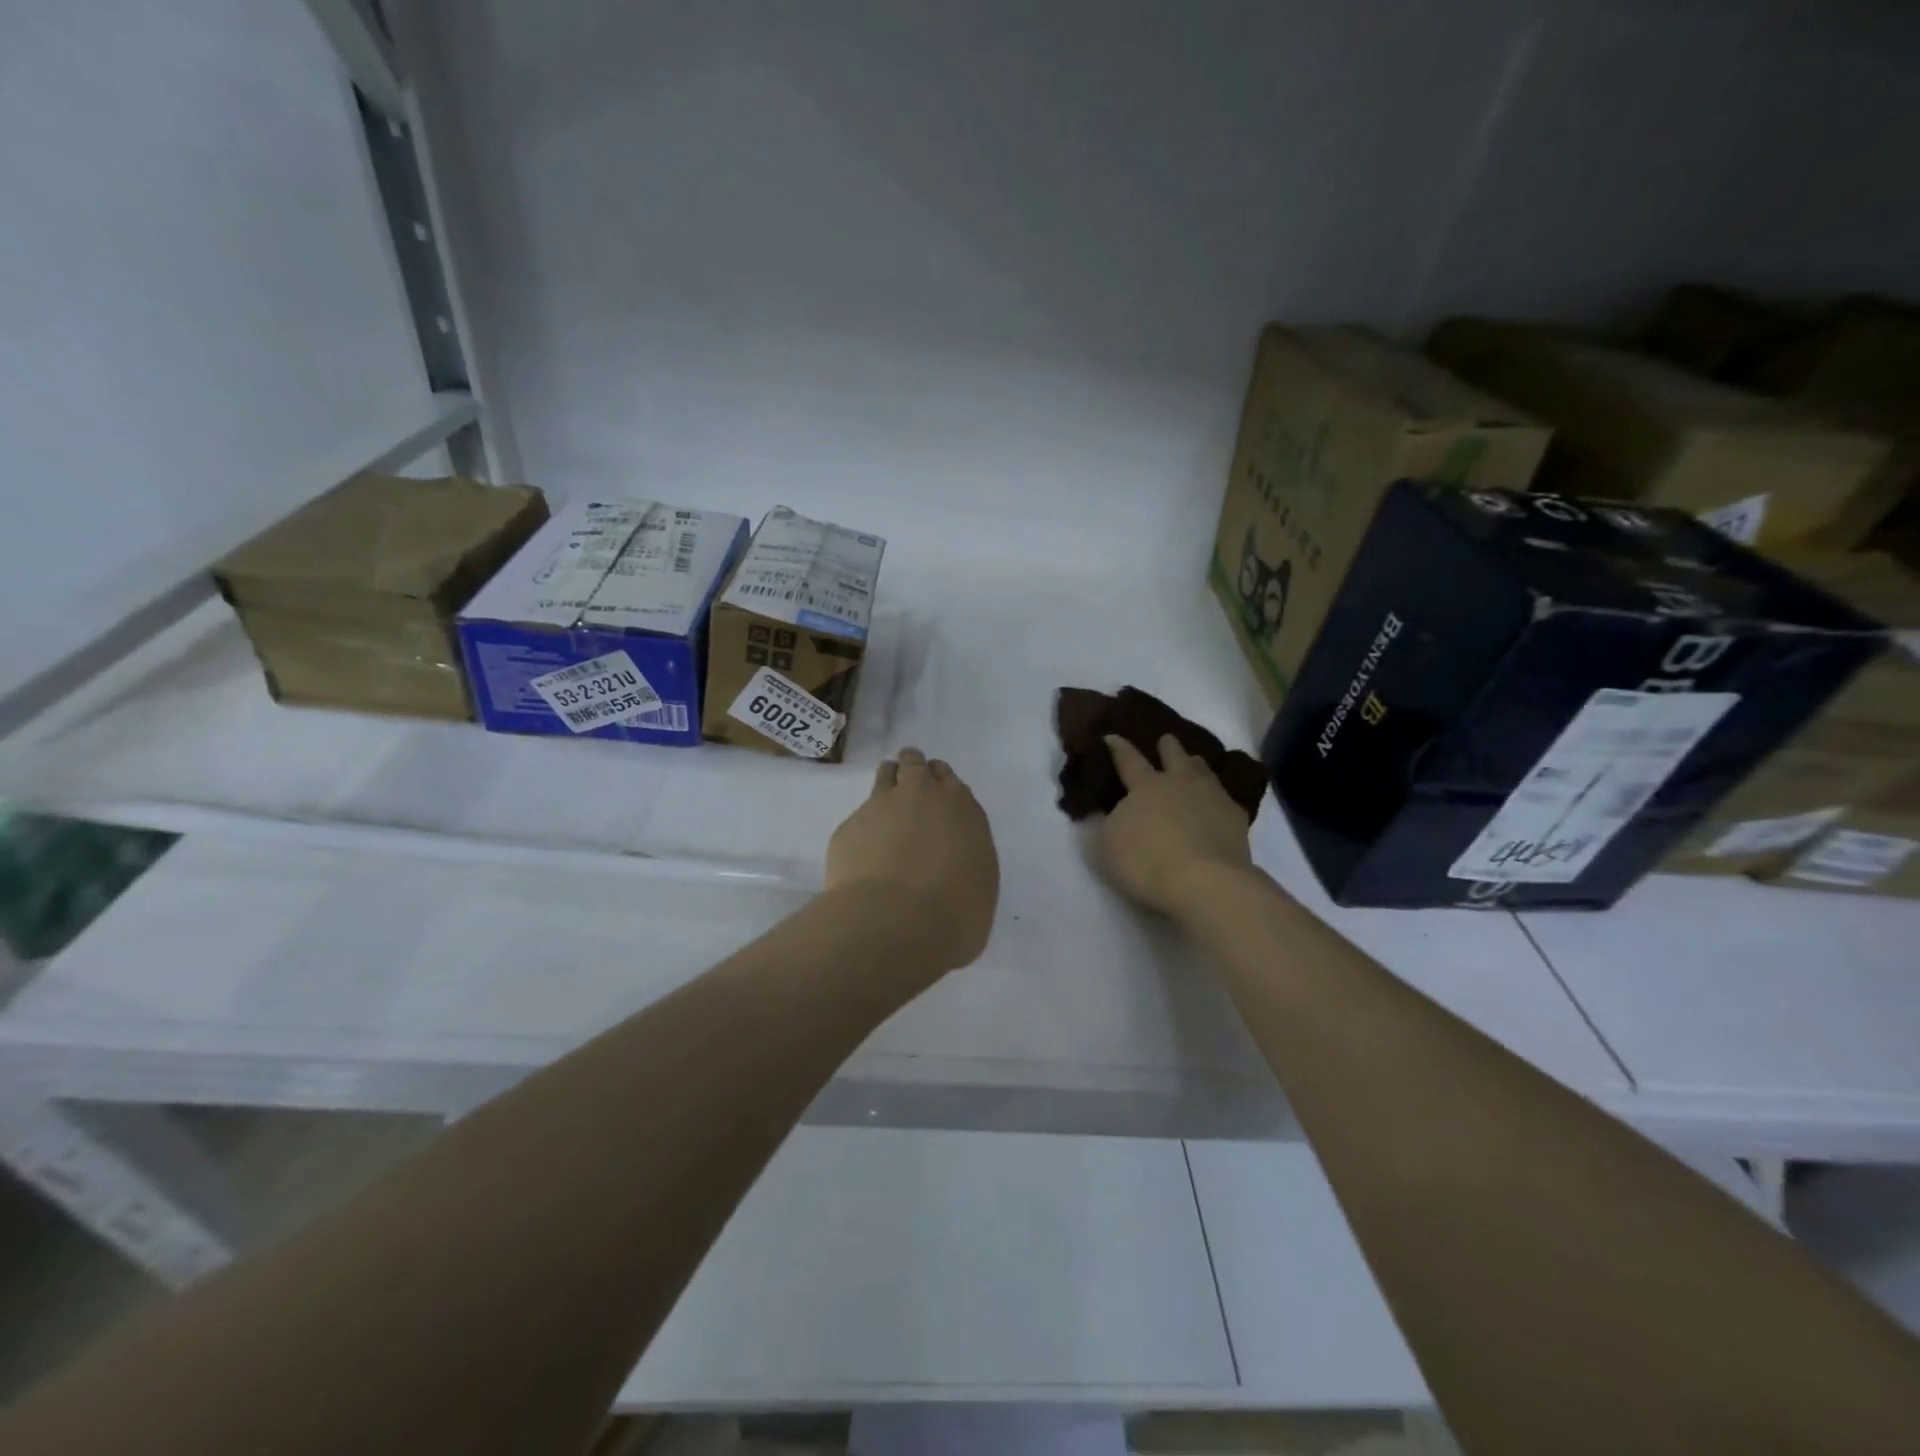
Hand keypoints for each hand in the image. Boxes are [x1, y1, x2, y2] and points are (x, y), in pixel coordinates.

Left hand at [826, 748, 999, 970]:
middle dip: (913, 770)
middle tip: (910, 783)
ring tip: (886, 806)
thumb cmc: (955, 913)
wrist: (895, 923)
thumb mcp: (980, 885)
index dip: (940, 784)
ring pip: (884, 776)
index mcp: (960, 807)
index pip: (948, 779)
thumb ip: (966, 859)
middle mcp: (920, 796)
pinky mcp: (848, 828)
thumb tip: (952, 863)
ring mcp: (880, 807)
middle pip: (914, 766)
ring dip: (887, 782)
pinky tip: (864, 855)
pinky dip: (863, 830)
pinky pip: (858, 818)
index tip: (936, 793)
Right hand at [1097, 734, 1254, 917]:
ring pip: (1203, 771)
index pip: (1129, 760)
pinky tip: (1219, 801)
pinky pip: (1226, 798)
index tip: (1112, 737)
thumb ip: (1104, 824)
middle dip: (1168, 746)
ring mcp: (1212, 797)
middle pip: (1174, 756)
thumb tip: (1100, 810)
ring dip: (1196, 765)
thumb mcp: (1107, 846)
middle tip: (1166, 739)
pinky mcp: (1236, 817)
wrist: (1205, 882)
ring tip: (1194, 762)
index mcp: (1145, 786)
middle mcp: (1180, 783)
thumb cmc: (1146, 861)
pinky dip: (1219, 795)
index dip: (1118, 748)